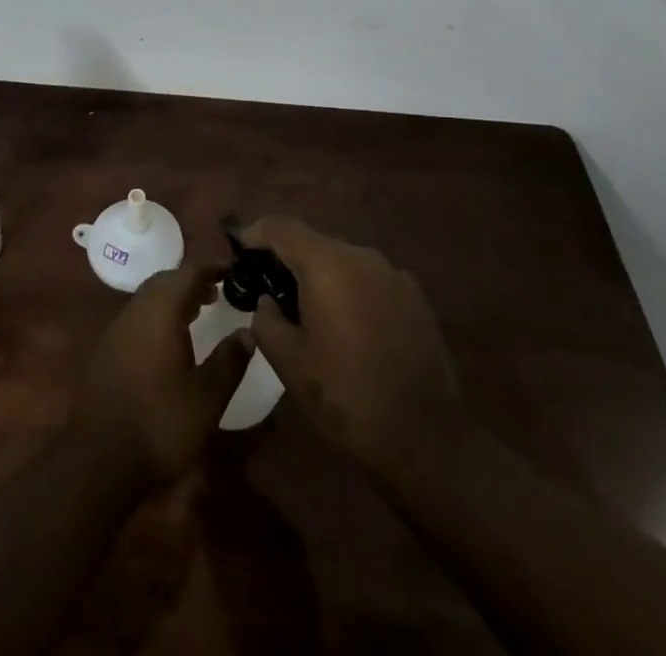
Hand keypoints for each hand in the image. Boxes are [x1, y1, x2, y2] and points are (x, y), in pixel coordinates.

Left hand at [74, 262, 253, 481]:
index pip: (189, 272)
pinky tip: (172, 340)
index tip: (234, 268)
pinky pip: (139, 316)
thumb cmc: (160, 423)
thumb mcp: (207, 397)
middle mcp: (136, 310)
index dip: (212, 266)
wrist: (98, 460)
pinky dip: (160, 315)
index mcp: (161, 311)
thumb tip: (248, 331)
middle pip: (166, 280)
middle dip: (193, 280)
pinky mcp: (108, 350)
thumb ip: (229, 360)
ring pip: (150, 298)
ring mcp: (117, 329)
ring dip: (175, 298)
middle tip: (219, 290)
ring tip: (200, 309)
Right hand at [243, 216, 463, 476]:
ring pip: (345, 261)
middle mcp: (362, 257)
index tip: (239, 246)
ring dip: (323, 277)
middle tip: (270, 287)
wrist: (426, 437)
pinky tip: (349, 327)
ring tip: (310, 311)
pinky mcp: (416, 297)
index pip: (282, 228)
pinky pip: (371, 280)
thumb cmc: (347, 396)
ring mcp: (394, 274)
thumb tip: (267, 302)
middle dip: (290, 259)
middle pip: (315, 242)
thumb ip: (266, 321)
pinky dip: (352, 291)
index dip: (257, 232)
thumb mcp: (289, 364)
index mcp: (327, 266)